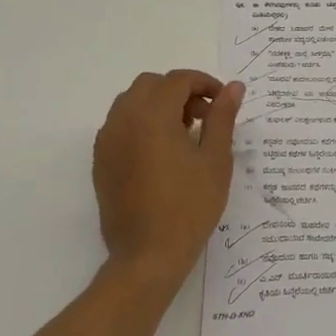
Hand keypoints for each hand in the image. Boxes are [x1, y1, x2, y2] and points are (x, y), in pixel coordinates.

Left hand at [92, 70, 243, 292]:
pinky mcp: (101, 161)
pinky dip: (141, 124)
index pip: (178, 80)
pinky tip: (162, 153)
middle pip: (151, 85)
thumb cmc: (190, 205)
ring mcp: (107, 141)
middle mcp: (123, 120)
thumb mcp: (215, 159)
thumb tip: (233, 87)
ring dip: (158, 106)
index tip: (223, 103)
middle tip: (204, 117)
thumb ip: (222, 117)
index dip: (204, 84)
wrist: (148, 255)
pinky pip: (120, 126)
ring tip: (184, 135)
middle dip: (180, 92)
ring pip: (131, 102)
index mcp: (152, 115)